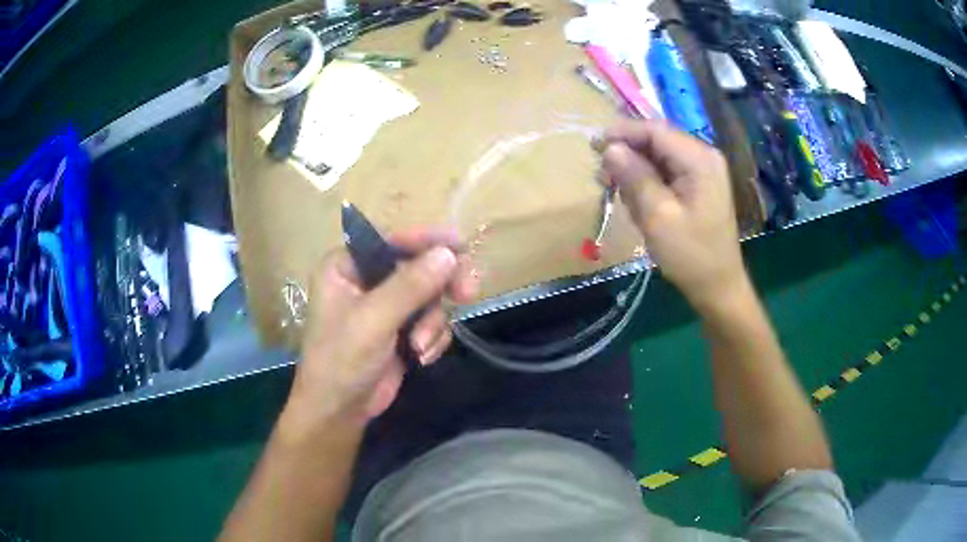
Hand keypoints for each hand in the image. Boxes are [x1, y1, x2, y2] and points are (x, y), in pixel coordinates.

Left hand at [286, 227, 478, 427]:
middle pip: (417, 265)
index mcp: (346, 266)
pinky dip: (433, 337)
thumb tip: (449, 253)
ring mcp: (385, 306)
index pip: (390, 240)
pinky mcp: (401, 330)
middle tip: (468, 292)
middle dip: (440, 284)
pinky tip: (421, 357)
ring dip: (433, 321)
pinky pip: (431, 319)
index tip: (460, 243)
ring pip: (429, 296)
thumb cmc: (342, 361)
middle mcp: (366, 280)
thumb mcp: (374, 320)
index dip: (425, 239)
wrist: (339, 412)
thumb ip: (410, 285)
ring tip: (420, 346)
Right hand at [598, 119, 747, 312]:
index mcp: (699, 159)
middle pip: (656, 140)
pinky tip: (637, 202)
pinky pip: (665, 172)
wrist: (717, 287)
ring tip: (618, 194)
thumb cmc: (690, 255)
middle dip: (627, 154)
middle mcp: (703, 156)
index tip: (593, 146)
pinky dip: (646, 182)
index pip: (655, 130)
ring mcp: (702, 170)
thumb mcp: (658, 217)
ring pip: (658, 156)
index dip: (622, 133)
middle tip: (602, 177)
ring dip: (634, 170)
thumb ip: (634, 177)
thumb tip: (609, 148)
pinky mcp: (697, 184)